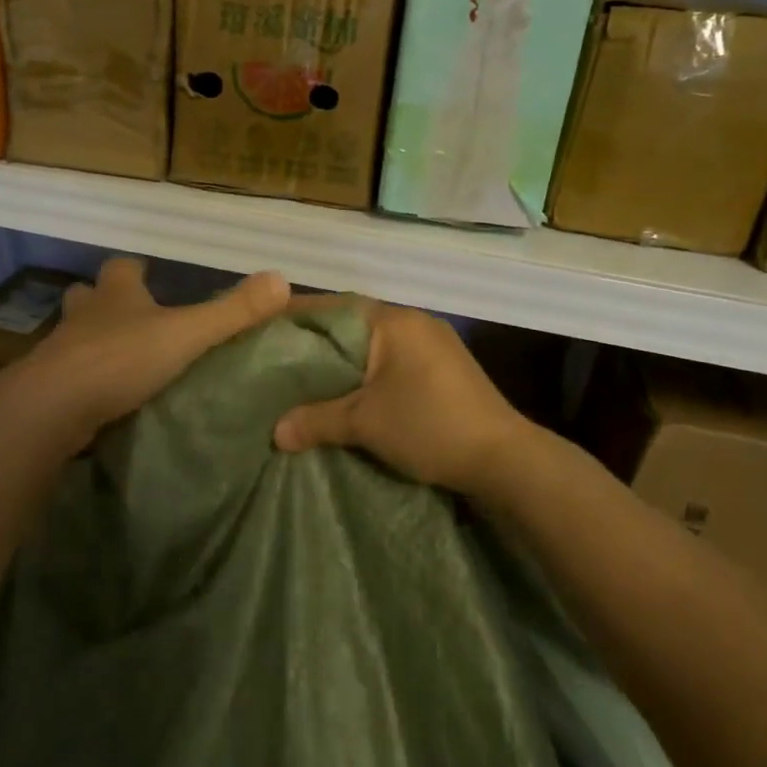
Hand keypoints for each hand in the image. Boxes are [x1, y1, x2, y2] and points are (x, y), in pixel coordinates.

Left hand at [5, 258, 289, 449]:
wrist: (54, 406)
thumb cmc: (122, 358)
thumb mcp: (187, 333)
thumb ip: (233, 311)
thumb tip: (282, 279)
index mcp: (117, 295)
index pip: (122, 268)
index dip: (134, 269)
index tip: (147, 272)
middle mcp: (85, 316)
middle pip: (89, 296)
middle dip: (105, 302)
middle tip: (130, 318)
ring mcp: (61, 351)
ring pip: (75, 335)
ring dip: (92, 341)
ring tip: (118, 360)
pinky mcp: (48, 388)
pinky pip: (68, 376)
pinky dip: (83, 381)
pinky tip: (101, 399)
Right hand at [272, 301, 530, 496]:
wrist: (504, 459)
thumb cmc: (430, 426)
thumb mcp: (366, 423)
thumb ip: (316, 420)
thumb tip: (275, 432)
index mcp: (393, 321)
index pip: (332, 307)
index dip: (295, 317)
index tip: (261, 330)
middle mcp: (413, 322)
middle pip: (351, 324)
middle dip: (316, 343)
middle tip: (277, 360)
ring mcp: (433, 344)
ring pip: (372, 345)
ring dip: (342, 361)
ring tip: (305, 380)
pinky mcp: (443, 369)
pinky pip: (390, 361)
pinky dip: (365, 373)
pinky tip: (347, 394)